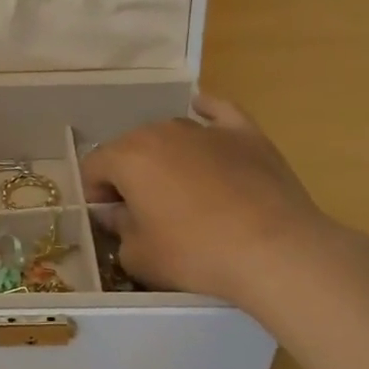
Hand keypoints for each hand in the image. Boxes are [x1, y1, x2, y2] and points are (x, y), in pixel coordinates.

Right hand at [80, 95, 343, 307]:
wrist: (275, 252)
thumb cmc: (197, 255)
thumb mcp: (139, 256)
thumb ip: (117, 228)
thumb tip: (118, 213)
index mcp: (128, 156)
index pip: (93, 167)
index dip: (94, 195)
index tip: (108, 220)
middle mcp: (161, 130)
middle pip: (129, 147)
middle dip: (128, 174)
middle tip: (142, 210)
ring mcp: (205, 128)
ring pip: (169, 134)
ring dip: (164, 156)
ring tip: (180, 189)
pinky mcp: (245, 134)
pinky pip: (216, 112)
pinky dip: (205, 113)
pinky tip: (201, 112)